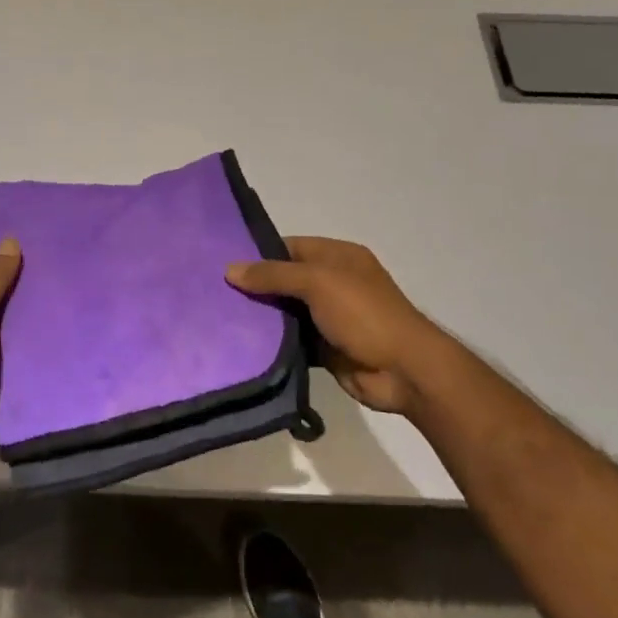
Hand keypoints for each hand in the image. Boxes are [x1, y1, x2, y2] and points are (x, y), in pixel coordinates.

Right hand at [226, 236, 443, 415]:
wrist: (404, 370)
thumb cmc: (364, 314)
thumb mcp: (318, 282)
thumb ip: (274, 275)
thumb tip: (230, 269)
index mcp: (338, 257)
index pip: (290, 247)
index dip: (258, 253)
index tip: (222, 262)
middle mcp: (333, 282)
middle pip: (285, 279)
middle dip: (255, 286)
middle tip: (214, 292)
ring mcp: (330, 317)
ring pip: (286, 311)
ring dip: (261, 316)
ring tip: (219, 317)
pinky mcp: (325, 347)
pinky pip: (292, 340)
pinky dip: (272, 342)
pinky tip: (241, 344)